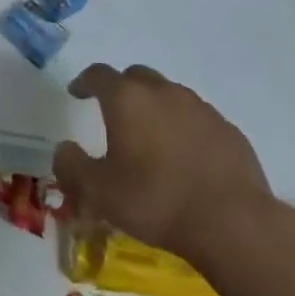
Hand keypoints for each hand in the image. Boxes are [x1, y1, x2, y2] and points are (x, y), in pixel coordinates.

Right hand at [54, 63, 271, 262]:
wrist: (230, 220)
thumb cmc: (155, 200)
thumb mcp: (99, 191)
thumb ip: (72, 165)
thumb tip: (64, 148)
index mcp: (127, 99)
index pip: (99, 75)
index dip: (85, 81)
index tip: (77, 92)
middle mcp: (163, 92)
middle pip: (136, 76)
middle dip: (121, 89)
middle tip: (114, 113)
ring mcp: (199, 107)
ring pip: (169, 94)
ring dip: (155, 107)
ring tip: (150, 138)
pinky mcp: (226, 127)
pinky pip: (196, 118)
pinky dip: (183, 127)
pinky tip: (184, 156)